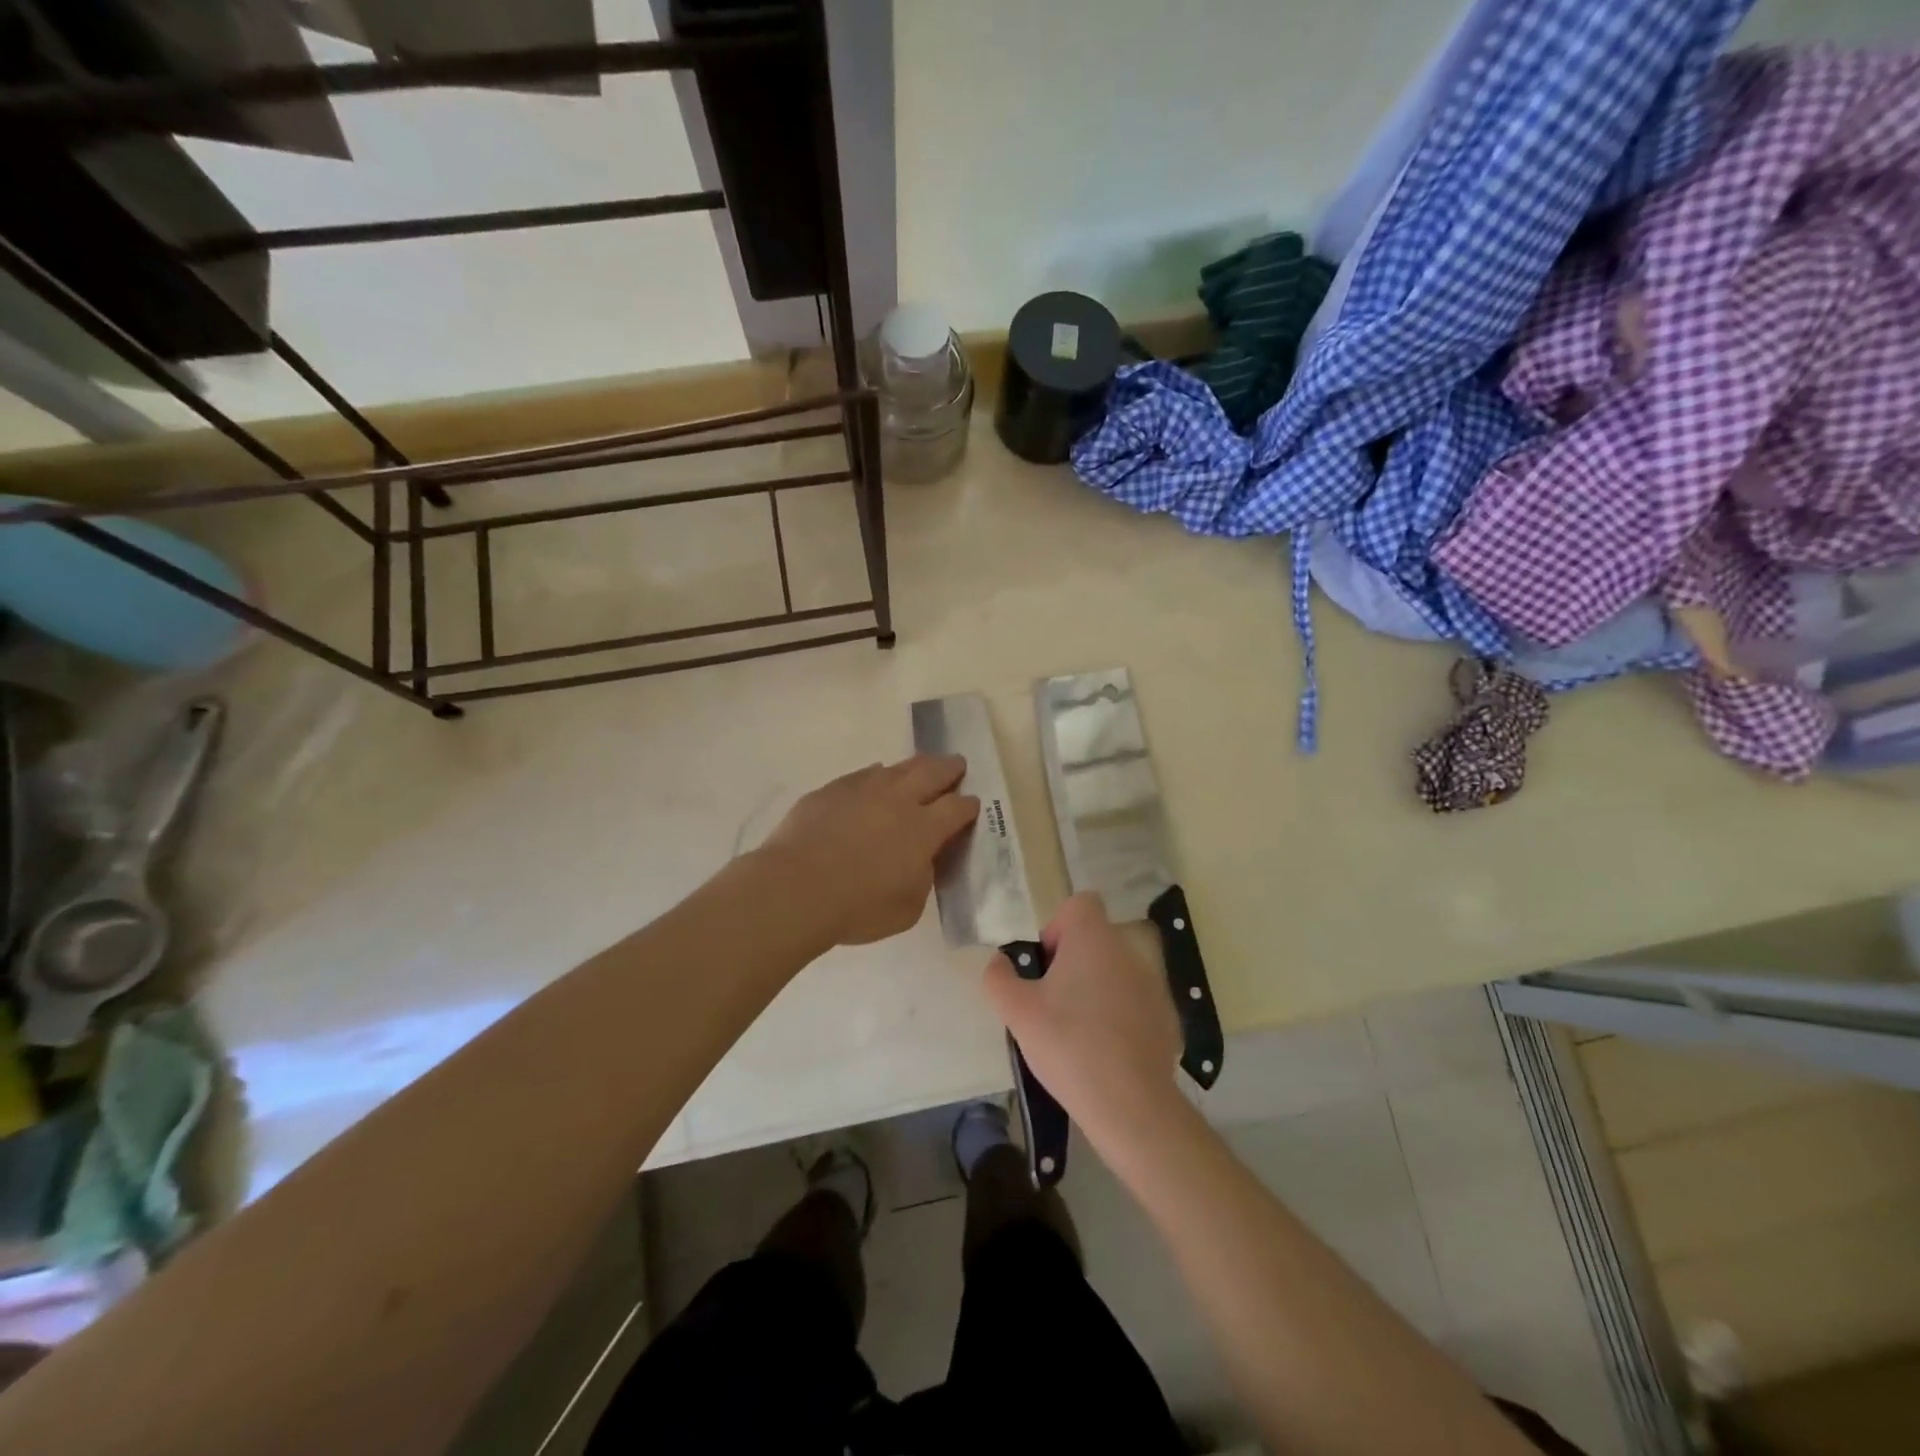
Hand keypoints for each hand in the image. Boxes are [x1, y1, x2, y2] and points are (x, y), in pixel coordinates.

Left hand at [760, 755, 978, 946]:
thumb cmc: (857, 907)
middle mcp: (899, 799)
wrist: (794, 888)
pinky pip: (863, 775)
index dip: (969, 806)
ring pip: (897, 768)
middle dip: (949, 768)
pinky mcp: (831, 790)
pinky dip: (876, 776)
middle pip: (933, 772)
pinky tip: (875, 780)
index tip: (972, 805)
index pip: (957, 808)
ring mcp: (863, 789)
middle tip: (957, 765)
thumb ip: (922, 877)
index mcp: (924, 829)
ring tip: (920, 768)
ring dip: (915, 767)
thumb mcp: (908, 907)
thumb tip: (921, 860)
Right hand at [983, 893, 1182, 1141]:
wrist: (1130, 1104)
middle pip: (1095, 939)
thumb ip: (999, 977)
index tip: (1046, 966)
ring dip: (1096, 988)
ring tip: (1078, 1031)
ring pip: (1115, 971)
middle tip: (1053, 1003)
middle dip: (1072, 963)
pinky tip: (1106, 1051)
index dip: (1057, 927)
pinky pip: (1135, 1001)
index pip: (1080, 904)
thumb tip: (999, 961)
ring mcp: (1153, 983)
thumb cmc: (1068, 1045)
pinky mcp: (1167, 1016)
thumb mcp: (1017, 1012)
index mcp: (1093, 939)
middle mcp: (1127, 950)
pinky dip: (1119, 1015)